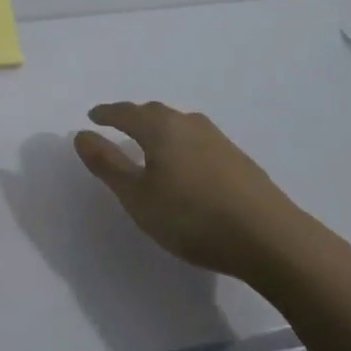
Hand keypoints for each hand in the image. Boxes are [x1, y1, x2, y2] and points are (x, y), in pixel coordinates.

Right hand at [74, 101, 301, 282]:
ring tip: (150, 145)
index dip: (106, 114)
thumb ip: (107, 164)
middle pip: (154, 113)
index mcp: (161, 128)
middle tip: (118, 126)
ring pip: (180, 125)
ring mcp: (219, 140)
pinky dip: (181, 144)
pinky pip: (198, 141)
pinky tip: (186, 165)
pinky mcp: (239, 160)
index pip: (126, 112)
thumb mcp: (138, 196)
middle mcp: (189, 124)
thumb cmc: (192, 217)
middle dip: (133, 117)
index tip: (93, 116)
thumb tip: (81, 134)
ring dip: (160, 129)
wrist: (269, 238)